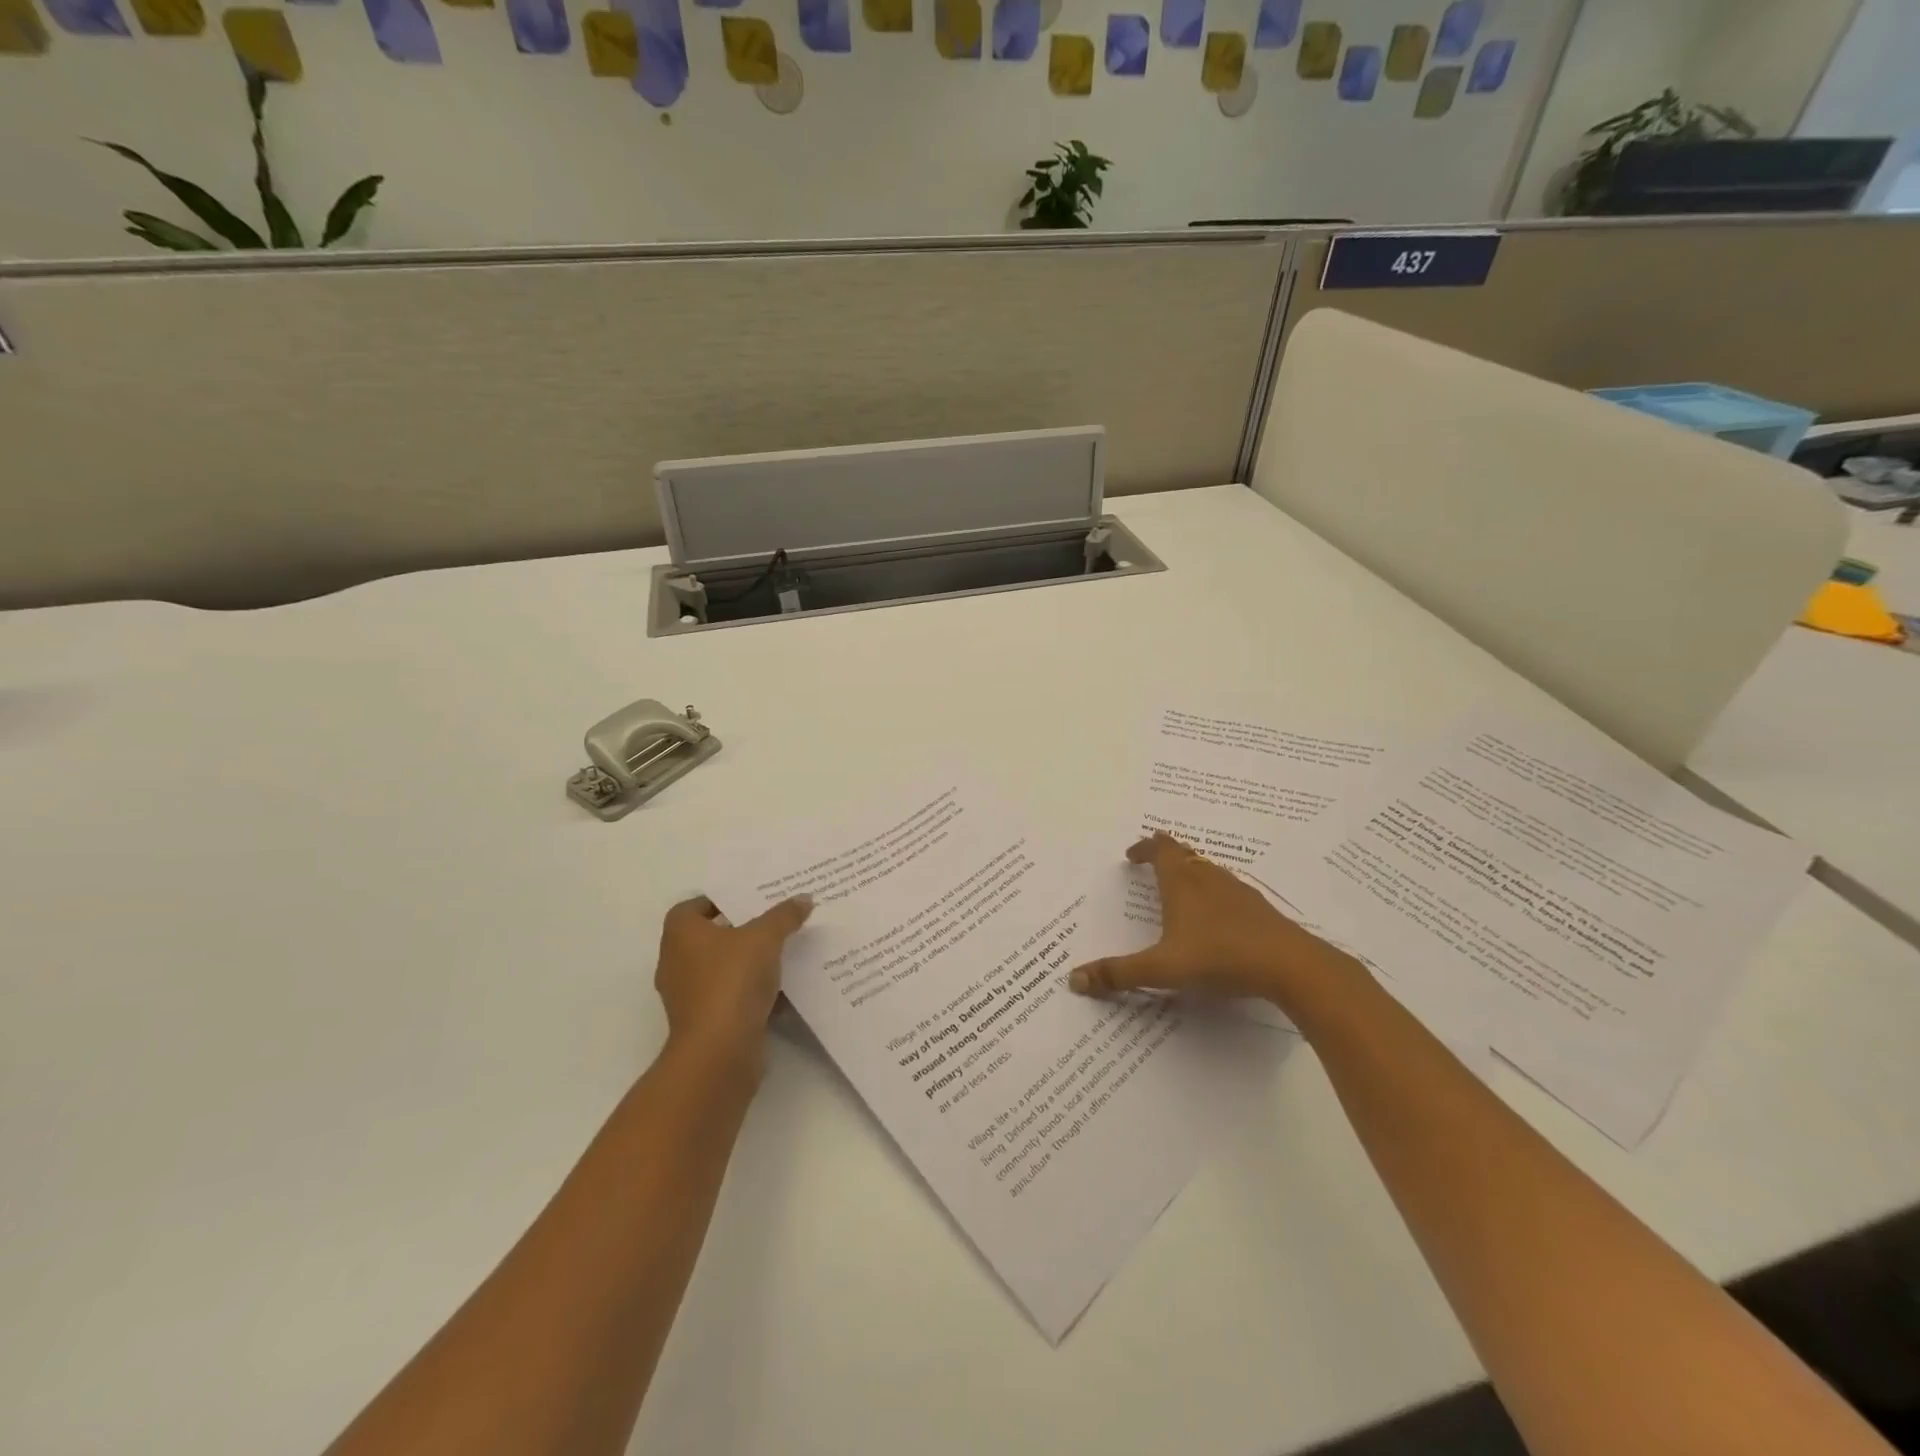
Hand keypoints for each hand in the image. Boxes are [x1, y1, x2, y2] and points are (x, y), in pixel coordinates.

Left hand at [655, 895, 812, 1061]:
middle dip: (739, 930)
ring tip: (783, 951)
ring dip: (747, 963)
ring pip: (721, 969)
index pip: (691, 908)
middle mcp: (677, 963)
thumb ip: (783, 916)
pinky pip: (731, 997)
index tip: (747, 900)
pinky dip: (751, 992)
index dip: (717, 901)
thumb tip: (803, 898)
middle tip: (773, 920)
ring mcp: (689, 996)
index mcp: (681, 935)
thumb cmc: (732, 981)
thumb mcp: (765, 938)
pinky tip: (782, 987)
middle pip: (708, 938)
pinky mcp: (705, 1023)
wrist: (719, 1051)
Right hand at [1069, 833, 1358, 1010]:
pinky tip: (1217, 917)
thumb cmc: (1218, 957)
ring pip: (1209, 870)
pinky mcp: (1259, 909)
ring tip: (1180, 887)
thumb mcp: (1162, 969)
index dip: (1144, 847)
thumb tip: (1074, 979)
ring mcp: (1238, 891)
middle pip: (1185, 854)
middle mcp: (1208, 877)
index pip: (1160, 850)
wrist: (1290, 965)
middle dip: (1166, 855)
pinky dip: (1214, 893)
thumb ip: (1119, 974)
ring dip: (1191, 872)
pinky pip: (1228, 890)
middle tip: (1151, 862)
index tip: (1132, 854)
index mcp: (1181, 882)